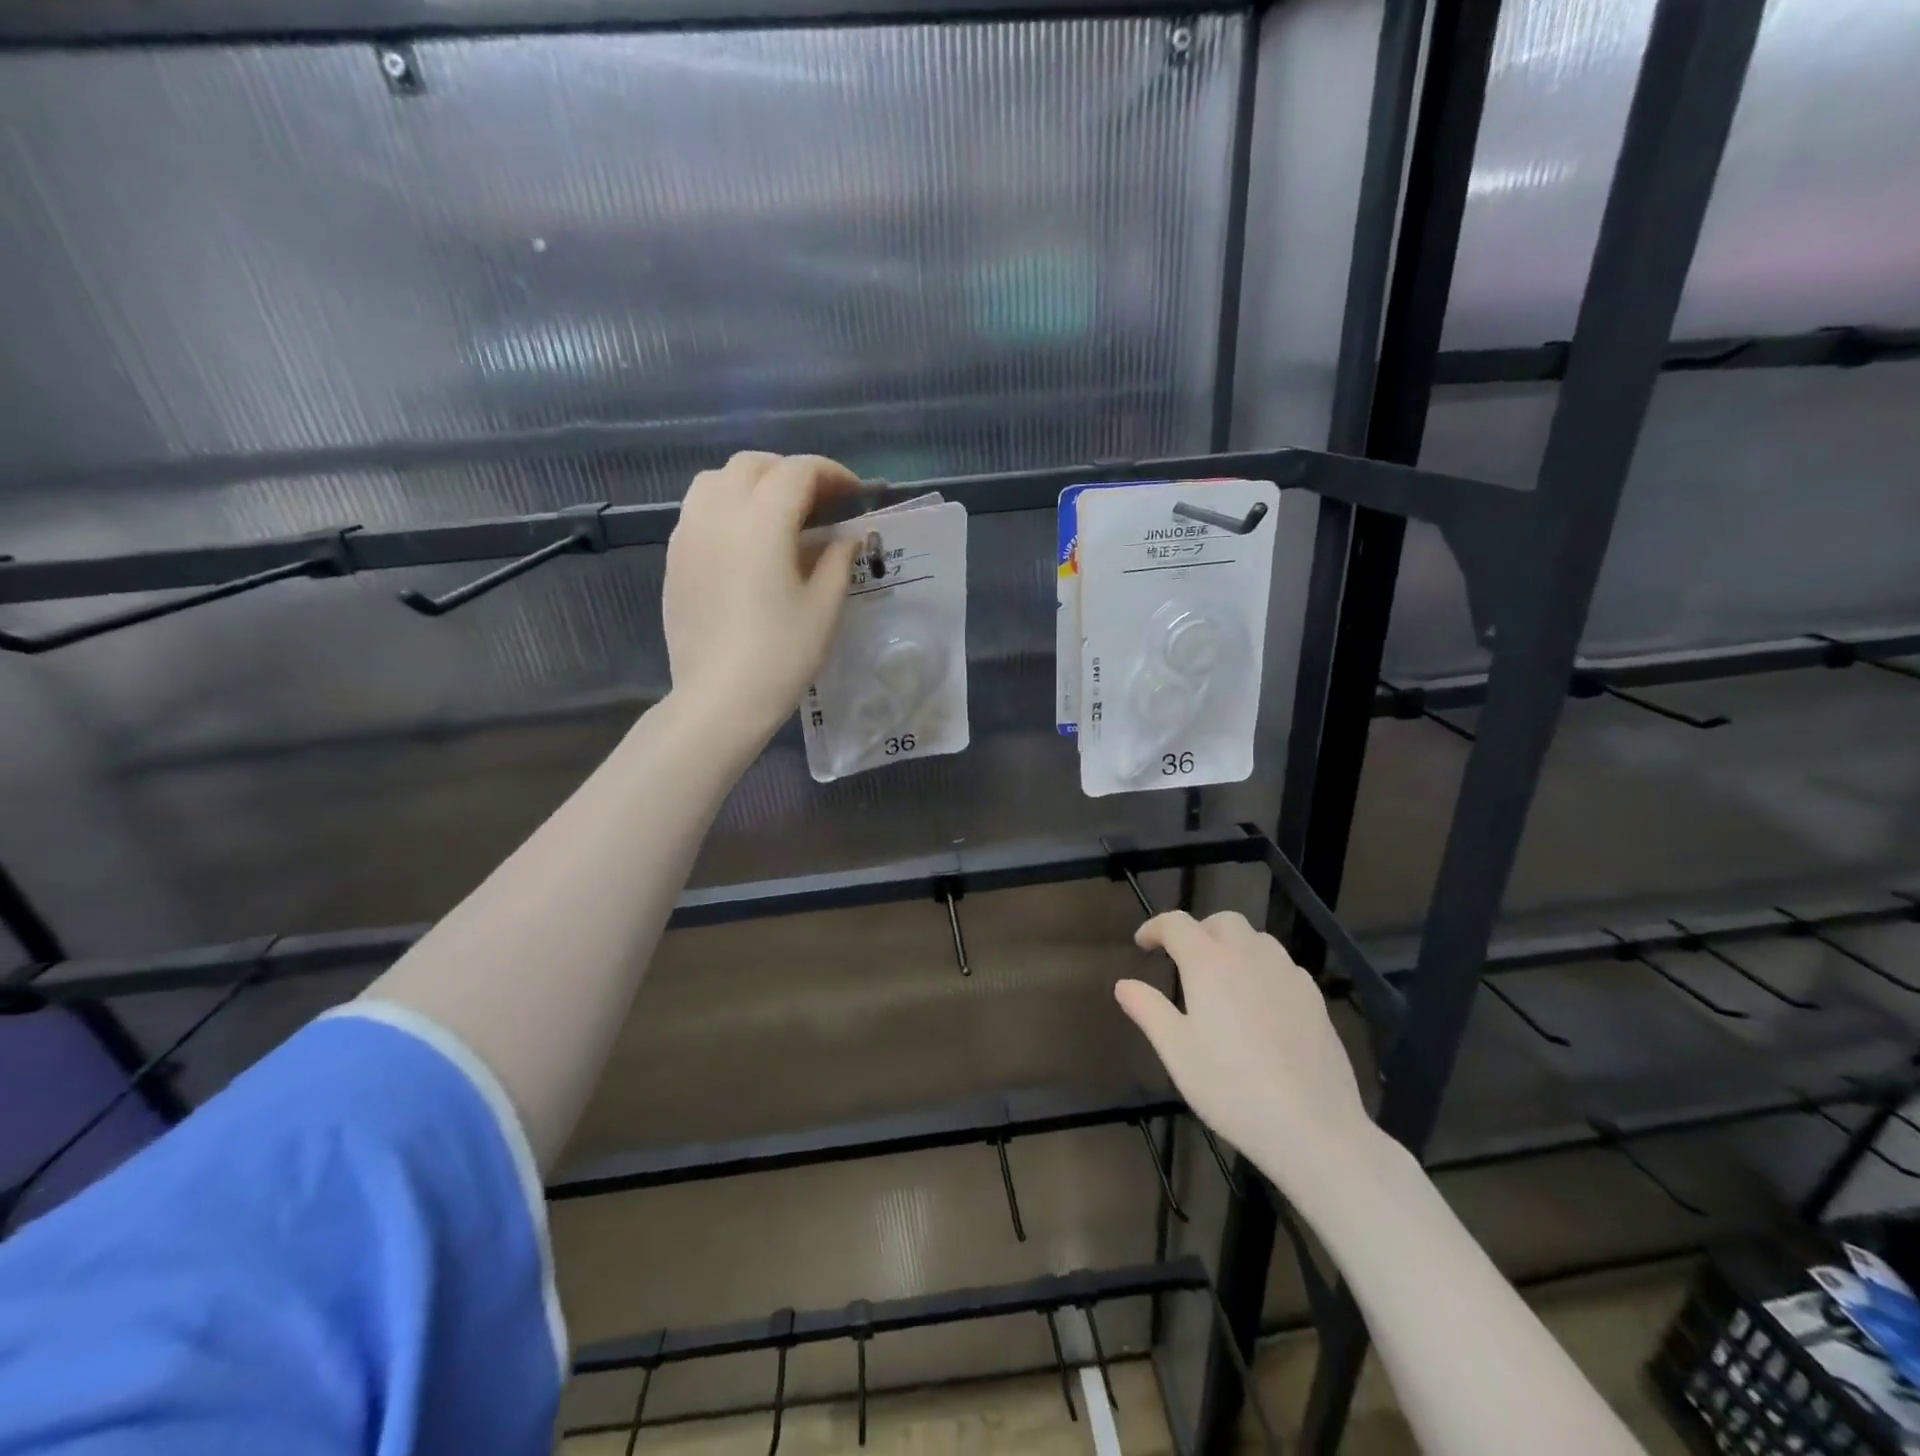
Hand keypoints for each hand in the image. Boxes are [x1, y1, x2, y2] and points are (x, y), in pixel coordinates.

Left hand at [663, 452, 863, 747]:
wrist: (719, 698)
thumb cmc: (781, 655)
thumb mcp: (824, 608)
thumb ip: (838, 561)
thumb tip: (847, 536)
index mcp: (761, 521)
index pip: (798, 471)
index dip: (831, 474)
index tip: (854, 493)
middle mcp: (718, 514)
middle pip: (754, 465)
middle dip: (791, 473)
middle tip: (820, 502)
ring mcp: (688, 534)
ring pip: (717, 480)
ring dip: (753, 483)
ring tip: (778, 513)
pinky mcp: (674, 558)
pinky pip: (698, 509)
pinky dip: (727, 506)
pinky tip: (746, 541)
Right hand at [1115, 911, 1379, 1193]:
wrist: (1314, 1128)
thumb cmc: (1232, 1088)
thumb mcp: (1177, 1052)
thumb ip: (1148, 1010)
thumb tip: (1124, 984)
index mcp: (1209, 963)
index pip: (1177, 924)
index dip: (1155, 928)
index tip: (1142, 945)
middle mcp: (1249, 956)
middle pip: (1222, 921)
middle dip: (1198, 930)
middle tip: (1183, 959)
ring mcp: (1287, 974)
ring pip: (1256, 938)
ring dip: (1232, 945)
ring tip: (1221, 977)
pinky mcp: (1315, 998)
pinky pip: (1282, 964)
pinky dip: (1262, 967)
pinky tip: (1259, 1001)